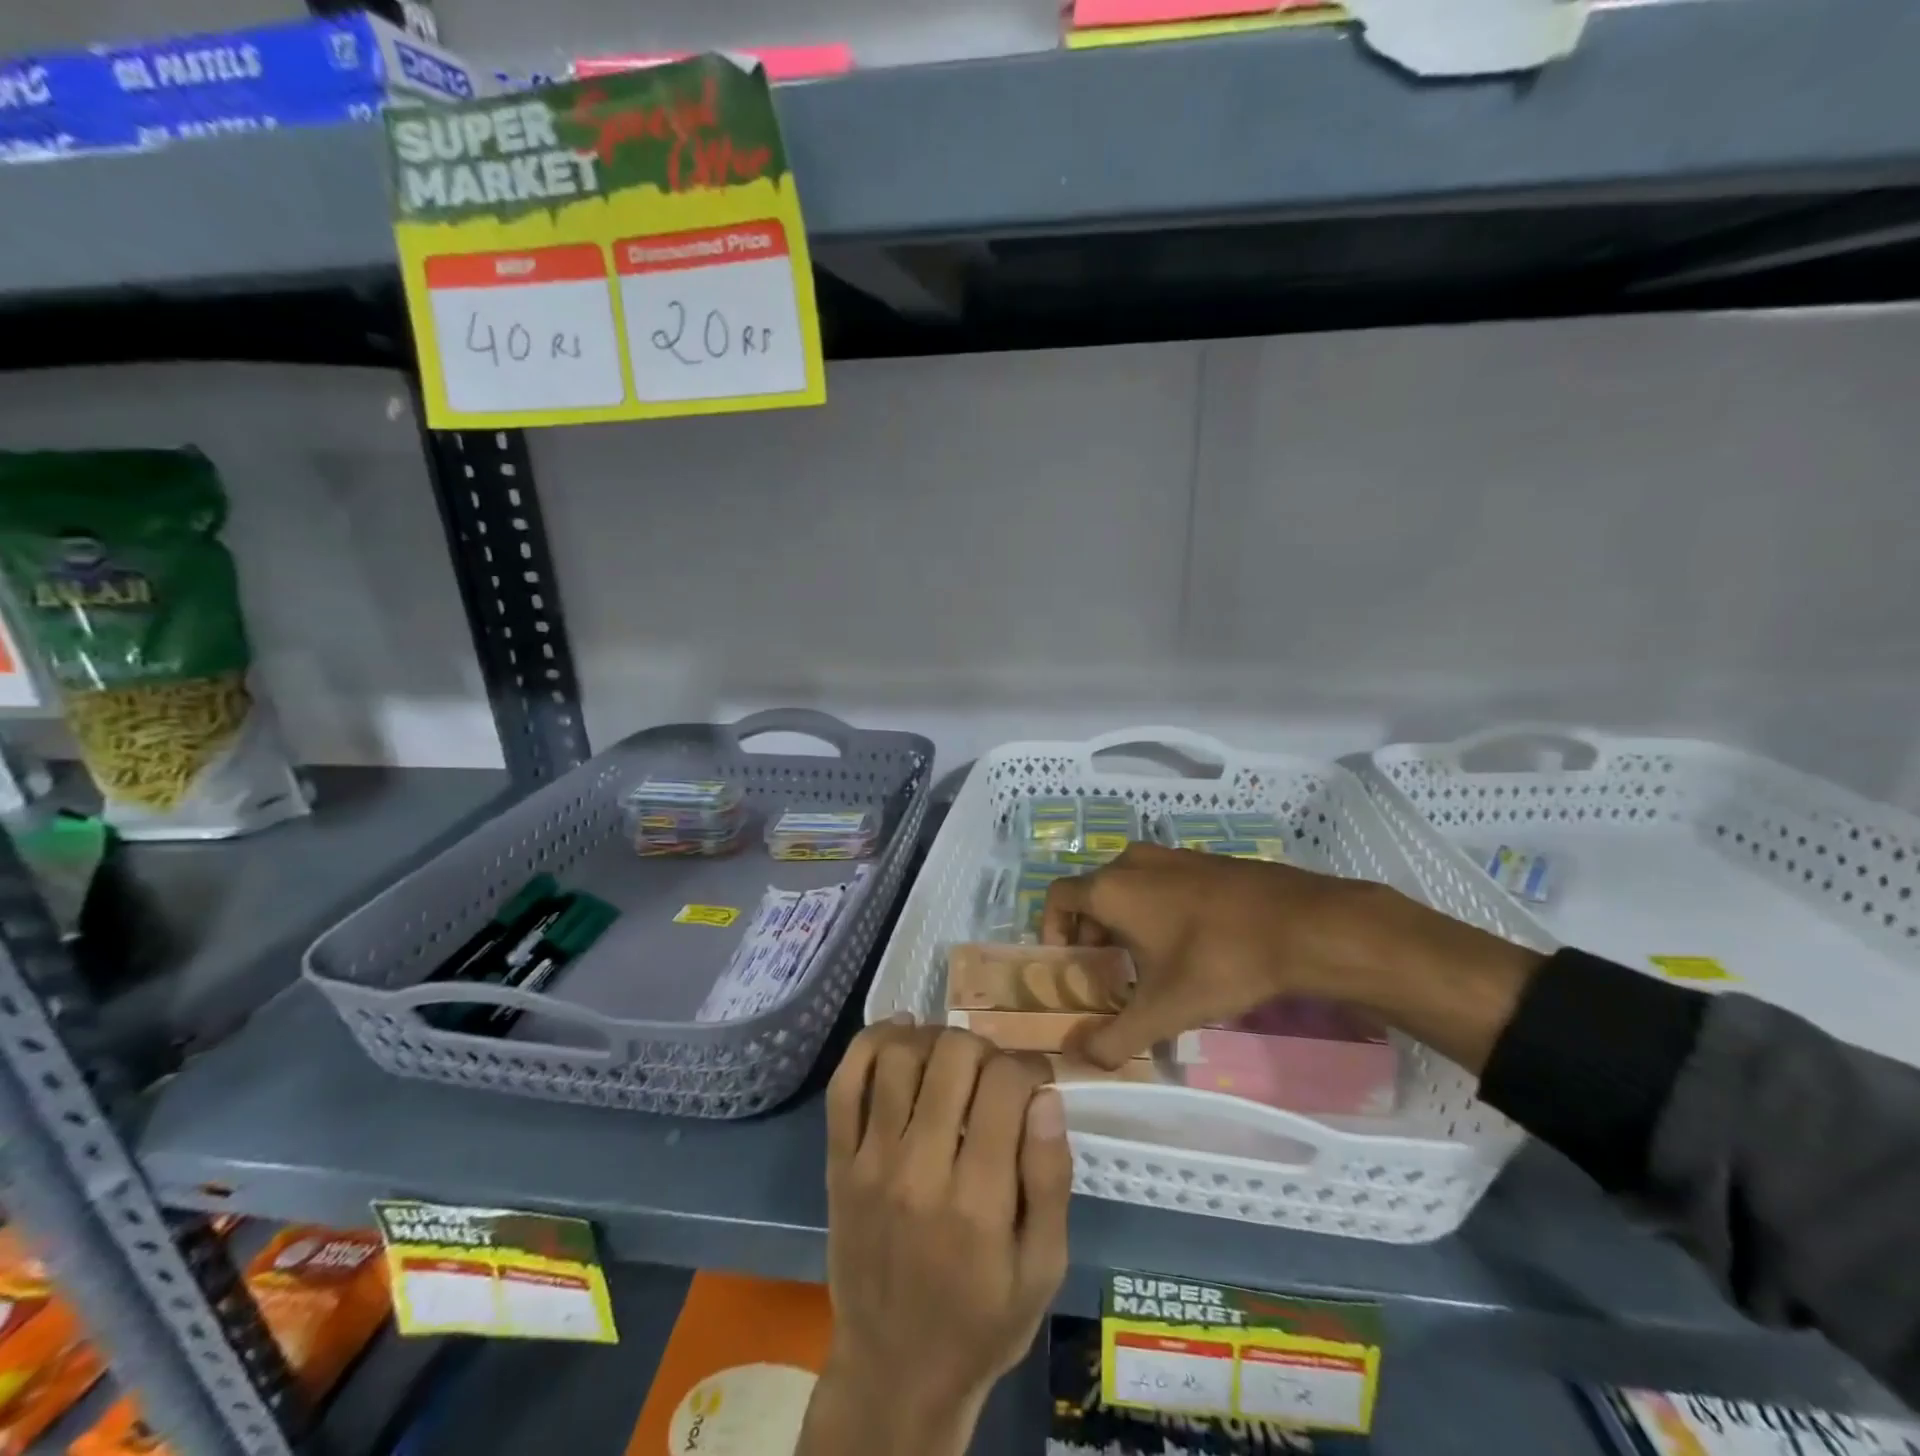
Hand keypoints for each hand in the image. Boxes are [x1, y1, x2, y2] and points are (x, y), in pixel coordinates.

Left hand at [800, 1022, 1071, 1455]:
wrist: (894, 1372)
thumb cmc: (981, 1322)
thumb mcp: (1042, 1269)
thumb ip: (1050, 1180)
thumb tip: (1046, 1096)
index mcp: (977, 1201)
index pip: (1004, 1085)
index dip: (1028, 1067)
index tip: (1034, 1080)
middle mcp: (919, 1170)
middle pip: (952, 1056)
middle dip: (985, 1049)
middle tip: (994, 1074)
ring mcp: (870, 1162)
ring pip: (899, 1056)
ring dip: (933, 1039)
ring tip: (952, 1058)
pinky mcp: (837, 1162)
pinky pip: (845, 1083)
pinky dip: (871, 1042)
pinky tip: (901, 1034)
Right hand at [1042, 843, 1544, 1074]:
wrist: (1304, 924)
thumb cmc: (1219, 961)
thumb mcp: (1164, 1010)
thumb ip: (1116, 1038)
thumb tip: (1081, 1059)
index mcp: (1111, 887)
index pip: (1057, 897)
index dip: (1052, 930)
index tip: (1069, 965)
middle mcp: (1133, 861)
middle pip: (1092, 893)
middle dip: (1091, 933)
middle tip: (1107, 973)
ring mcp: (1172, 855)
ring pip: (1128, 886)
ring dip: (1124, 920)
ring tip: (1145, 963)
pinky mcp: (1204, 859)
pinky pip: (1161, 881)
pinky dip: (1155, 907)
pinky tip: (1187, 945)